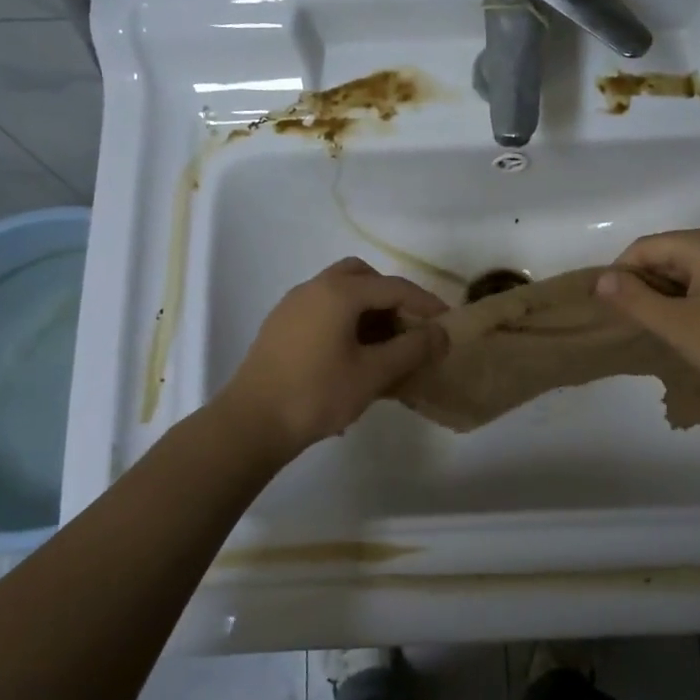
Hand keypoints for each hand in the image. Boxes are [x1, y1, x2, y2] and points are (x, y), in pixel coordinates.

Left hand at [215, 258, 448, 455]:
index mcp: (339, 292)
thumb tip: (442, 333)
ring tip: (384, 346)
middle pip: (363, 277)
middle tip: (409, 327)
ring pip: (340, 292)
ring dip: (367, 310)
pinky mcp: (280, 326)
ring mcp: (293, 305)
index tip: (447, 323)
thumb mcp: (373, 374)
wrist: (251, 423)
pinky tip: (352, 356)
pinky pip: (322, 310)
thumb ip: (412, 349)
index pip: (394, 287)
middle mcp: (314, 287)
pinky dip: (345, 320)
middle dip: (391, 297)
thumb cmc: (317, 394)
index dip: (426, 304)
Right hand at [593, 227, 699, 402]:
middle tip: (632, 323)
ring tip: (657, 330)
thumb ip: (634, 299)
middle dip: (643, 285)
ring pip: (685, 272)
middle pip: (665, 255)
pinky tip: (687, 331)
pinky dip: (687, 302)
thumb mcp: (676, 324)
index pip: (644, 247)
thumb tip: (600, 280)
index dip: (620, 274)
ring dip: (664, 297)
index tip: (609, 309)